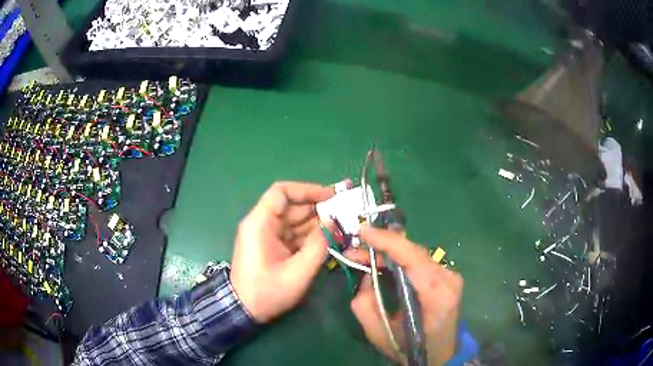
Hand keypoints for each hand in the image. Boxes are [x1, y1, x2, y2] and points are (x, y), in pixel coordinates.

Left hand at [230, 181, 335, 322]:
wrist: (244, 311)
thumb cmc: (267, 292)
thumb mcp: (297, 272)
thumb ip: (318, 246)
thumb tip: (333, 222)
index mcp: (260, 224)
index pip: (282, 192)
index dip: (307, 190)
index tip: (331, 196)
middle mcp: (262, 224)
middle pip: (291, 206)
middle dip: (318, 209)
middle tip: (345, 214)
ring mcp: (267, 235)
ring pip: (295, 221)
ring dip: (317, 223)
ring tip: (342, 227)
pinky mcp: (272, 246)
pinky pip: (293, 234)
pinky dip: (310, 236)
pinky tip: (329, 239)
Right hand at [347, 227, 463, 364]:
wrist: (440, 354)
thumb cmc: (410, 347)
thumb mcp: (379, 333)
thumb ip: (365, 303)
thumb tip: (366, 275)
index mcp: (436, 294)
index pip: (412, 257)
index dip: (387, 240)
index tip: (362, 231)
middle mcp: (448, 279)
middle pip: (413, 252)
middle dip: (382, 246)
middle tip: (354, 250)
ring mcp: (450, 276)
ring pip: (416, 254)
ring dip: (389, 253)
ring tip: (363, 256)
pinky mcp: (447, 277)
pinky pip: (420, 261)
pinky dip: (400, 260)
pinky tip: (383, 264)